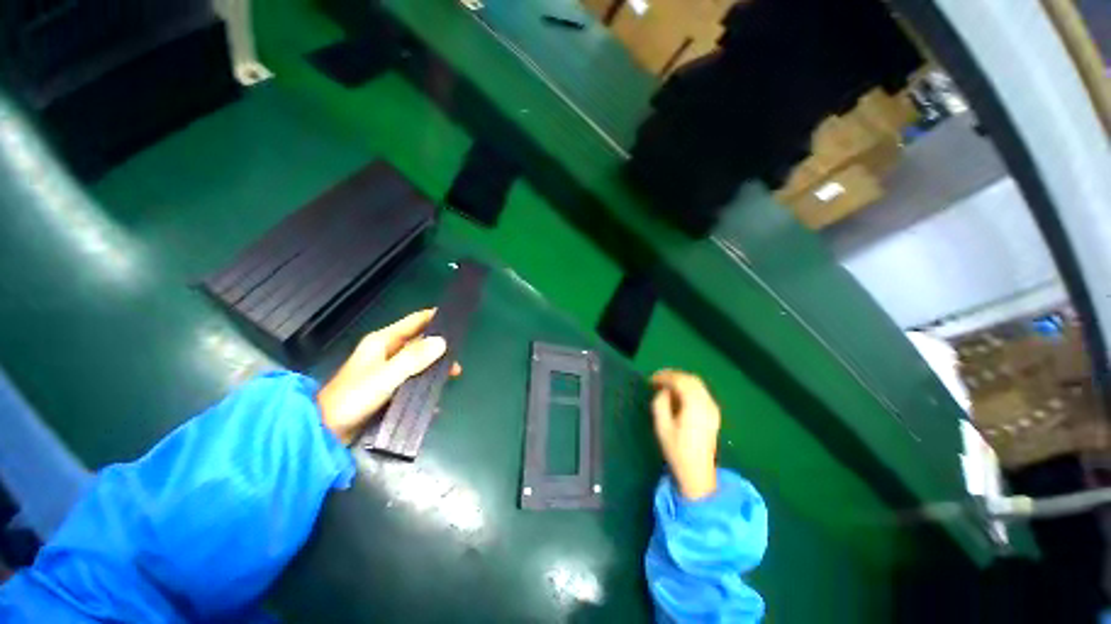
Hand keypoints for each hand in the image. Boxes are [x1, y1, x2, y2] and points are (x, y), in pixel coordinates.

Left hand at [316, 309, 459, 443]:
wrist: (324, 431)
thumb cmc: (353, 398)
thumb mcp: (386, 376)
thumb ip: (413, 359)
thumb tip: (442, 342)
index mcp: (383, 341)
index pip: (415, 321)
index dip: (436, 317)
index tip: (457, 320)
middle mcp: (386, 352)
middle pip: (420, 343)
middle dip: (440, 351)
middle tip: (457, 365)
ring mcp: (386, 370)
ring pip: (418, 363)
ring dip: (434, 371)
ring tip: (451, 380)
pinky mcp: (386, 387)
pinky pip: (412, 381)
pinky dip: (423, 387)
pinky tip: (433, 401)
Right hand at [651, 370, 720, 499]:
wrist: (698, 472)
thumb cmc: (677, 450)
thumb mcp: (662, 426)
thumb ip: (660, 403)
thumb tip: (663, 391)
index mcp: (695, 405)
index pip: (680, 381)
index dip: (664, 376)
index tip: (650, 380)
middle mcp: (707, 402)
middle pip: (690, 379)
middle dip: (673, 376)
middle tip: (657, 380)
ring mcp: (713, 408)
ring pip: (697, 384)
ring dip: (681, 381)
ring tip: (665, 386)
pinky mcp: (713, 413)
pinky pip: (701, 391)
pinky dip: (688, 388)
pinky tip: (678, 395)